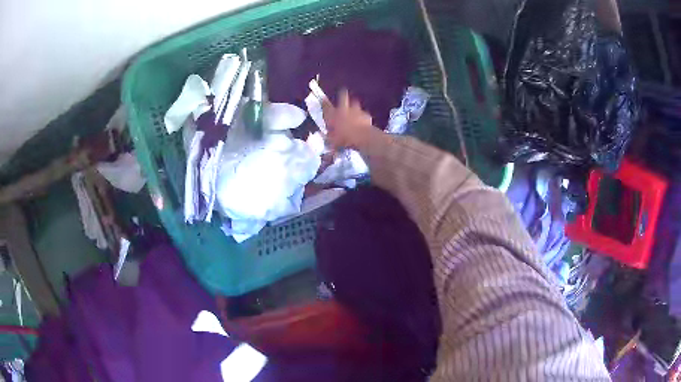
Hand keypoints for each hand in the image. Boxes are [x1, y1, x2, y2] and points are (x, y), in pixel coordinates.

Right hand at [322, 89, 376, 148]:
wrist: (362, 137)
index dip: (324, 102)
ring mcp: (356, 111)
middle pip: (343, 97)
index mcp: (333, 115)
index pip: (325, 106)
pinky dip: (363, 117)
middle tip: (343, 91)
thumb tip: (327, 138)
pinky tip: (364, 121)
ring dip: (354, 106)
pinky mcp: (366, 115)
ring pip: (355, 104)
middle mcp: (344, 110)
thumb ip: (329, 138)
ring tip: (354, 109)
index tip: (322, 99)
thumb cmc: (344, 139)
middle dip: (342, 94)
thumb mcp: (332, 141)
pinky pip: (364, 114)